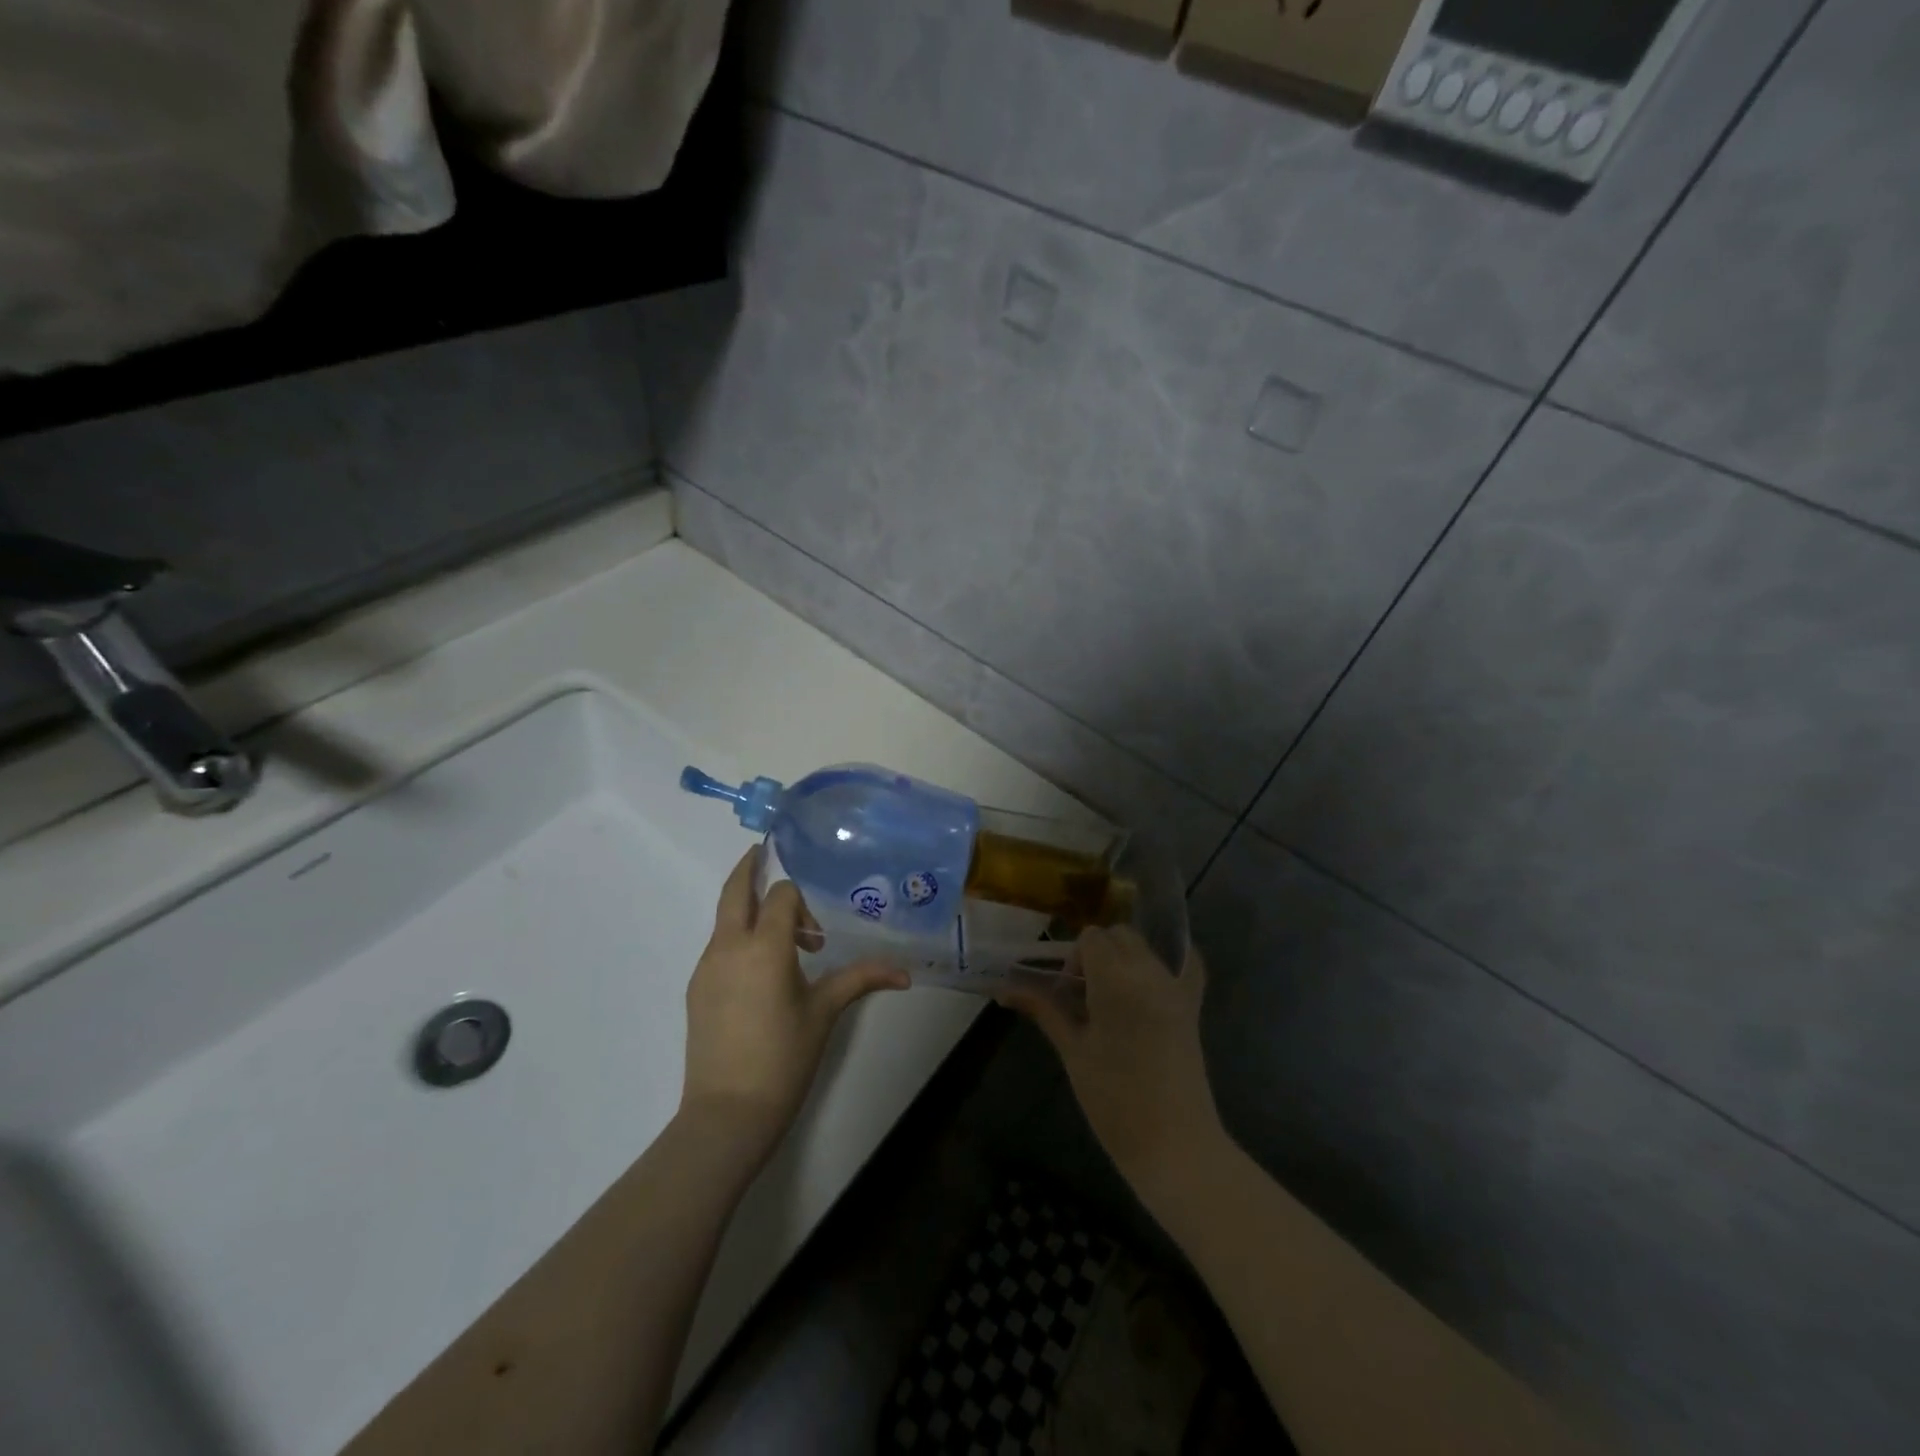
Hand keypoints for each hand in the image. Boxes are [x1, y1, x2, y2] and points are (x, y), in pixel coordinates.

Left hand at [680, 847, 908, 1161]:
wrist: (727, 1113)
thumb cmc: (784, 1057)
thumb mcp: (825, 1013)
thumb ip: (861, 980)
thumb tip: (905, 973)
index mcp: (764, 947)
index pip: (781, 896)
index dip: (802, 902)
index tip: (817, 935)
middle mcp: (729, 947)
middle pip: (734, 891)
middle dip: (748, 867)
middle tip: (763, 850)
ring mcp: (707, 967)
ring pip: (724, 919)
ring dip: (746, 909)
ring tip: (778, 928)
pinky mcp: (697, 989)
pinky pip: (718, 946)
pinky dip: (737, 938)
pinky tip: (759, 969)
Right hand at [1001, 926, 1222, 1200]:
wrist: (1174, 1145)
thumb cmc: (1113, 1102)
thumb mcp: (1073, 1051)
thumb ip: (1044, 1009)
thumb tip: (1004, 989)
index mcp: (1116, 981)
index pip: (1091, 938)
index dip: (1074, 958)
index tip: (1067, 992)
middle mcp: (1150, 972)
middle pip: (1119, 935)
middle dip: (1097, 953)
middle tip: (1084, 995)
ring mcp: (1177, 987)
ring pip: (1145, 948)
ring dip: (1124, 959)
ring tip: (1111, 1000)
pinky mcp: (1194, 1005)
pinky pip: (1187, 965)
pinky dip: (1170, 962)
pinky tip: (1151, 982)